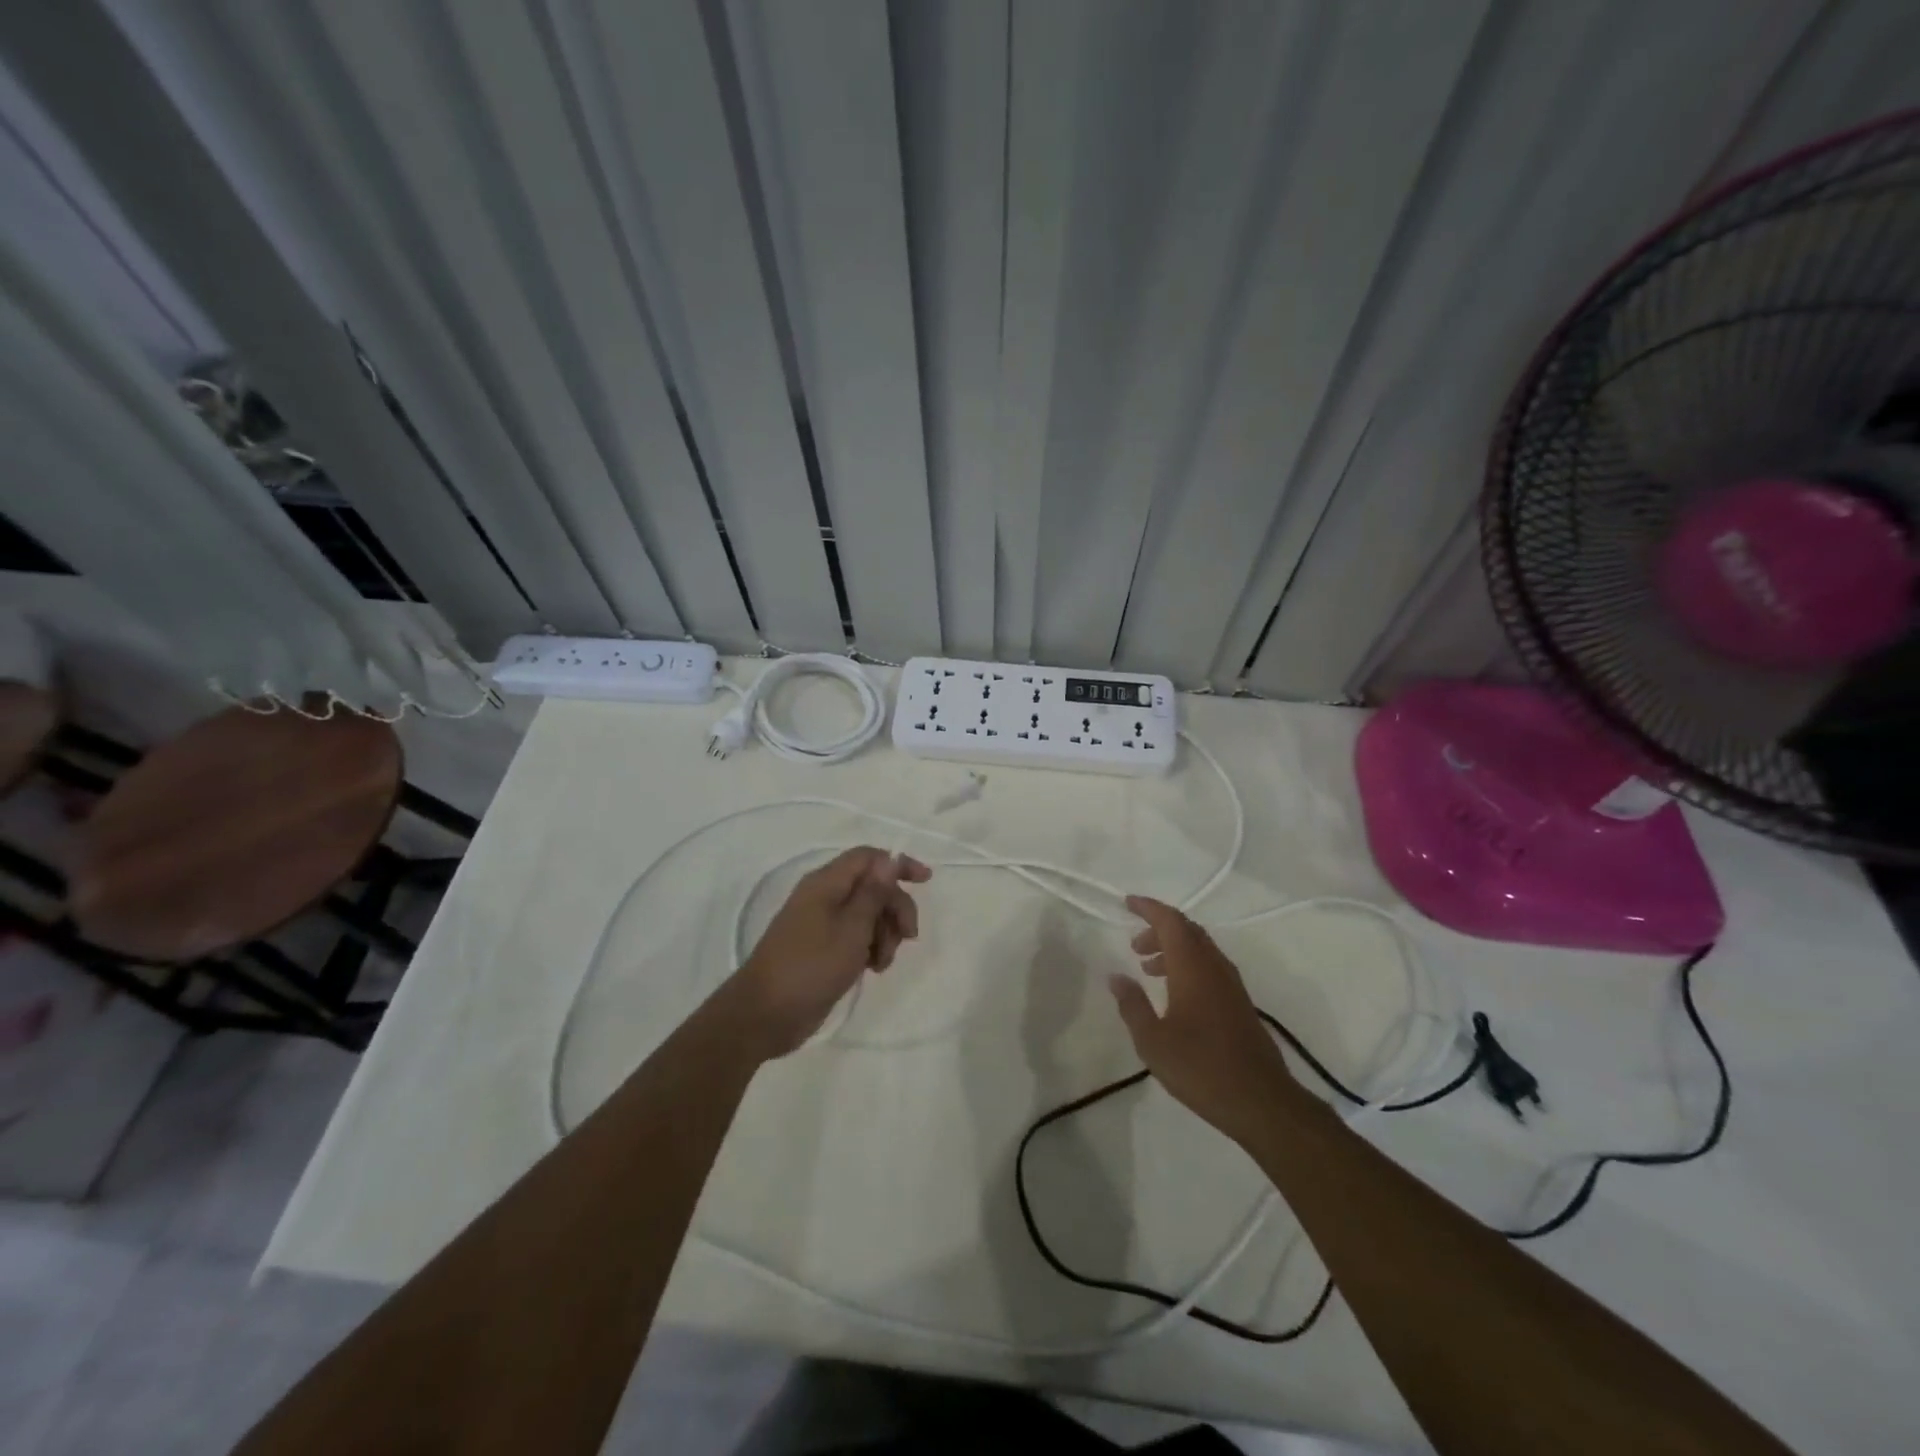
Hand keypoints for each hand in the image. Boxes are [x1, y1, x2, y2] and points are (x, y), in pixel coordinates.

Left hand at [721, 847, 931, 1058]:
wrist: (765, 1015)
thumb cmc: (811, 967)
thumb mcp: (851, 928)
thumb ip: (873, 893)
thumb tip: (890, 858)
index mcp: (826, 883)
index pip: (869, 857)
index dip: (898, 864)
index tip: (926, 881)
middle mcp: (824, 897)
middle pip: (872, 886)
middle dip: (895, 908)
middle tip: (908, 936)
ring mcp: (822, 923)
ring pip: (867, 914)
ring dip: (885, 933)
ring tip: (882, 962)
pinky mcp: (823, 948)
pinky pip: (855, 936)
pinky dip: (870, 948)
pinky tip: (872, 969)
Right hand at [1109, 895, 1299, 1144]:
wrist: (1261, 1101)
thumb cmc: (1201, 1067)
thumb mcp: (1153, 1041)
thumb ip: (1132, 1005)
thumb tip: (1116, 977)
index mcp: (1193, 967)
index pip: (1170, 921)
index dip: (1148, 908)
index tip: (1127, 903)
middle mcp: (1214, 967)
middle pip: (1187, 930)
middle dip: (1159, 929)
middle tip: (1135, 945)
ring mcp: (1231, 985)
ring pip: (1200, 948)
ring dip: (1173, 948)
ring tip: (1148, 968)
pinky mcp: (1239, 1003)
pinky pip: (1209, 966)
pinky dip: (1188, 965)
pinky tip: (1175, 993)